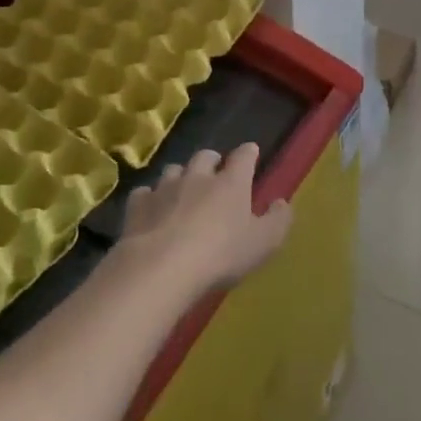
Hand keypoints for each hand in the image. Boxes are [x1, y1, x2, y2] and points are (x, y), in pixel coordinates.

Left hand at [117, 143, 292, 293]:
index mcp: (231, 183)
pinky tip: (152, 210)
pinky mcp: (138, 206)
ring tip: (183, 190)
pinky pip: (144, 192)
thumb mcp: (262, 243)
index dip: (248, 153)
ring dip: (180, 176)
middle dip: (212, 161)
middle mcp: (198, 177)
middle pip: (205, 156)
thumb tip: (282, 203)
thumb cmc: (220, 255)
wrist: (161, 268)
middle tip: (215, 172)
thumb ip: (278, 221)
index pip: (244, 156)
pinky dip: (150, 197)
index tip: (251, 152)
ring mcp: (165, 188)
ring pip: (174, 170)